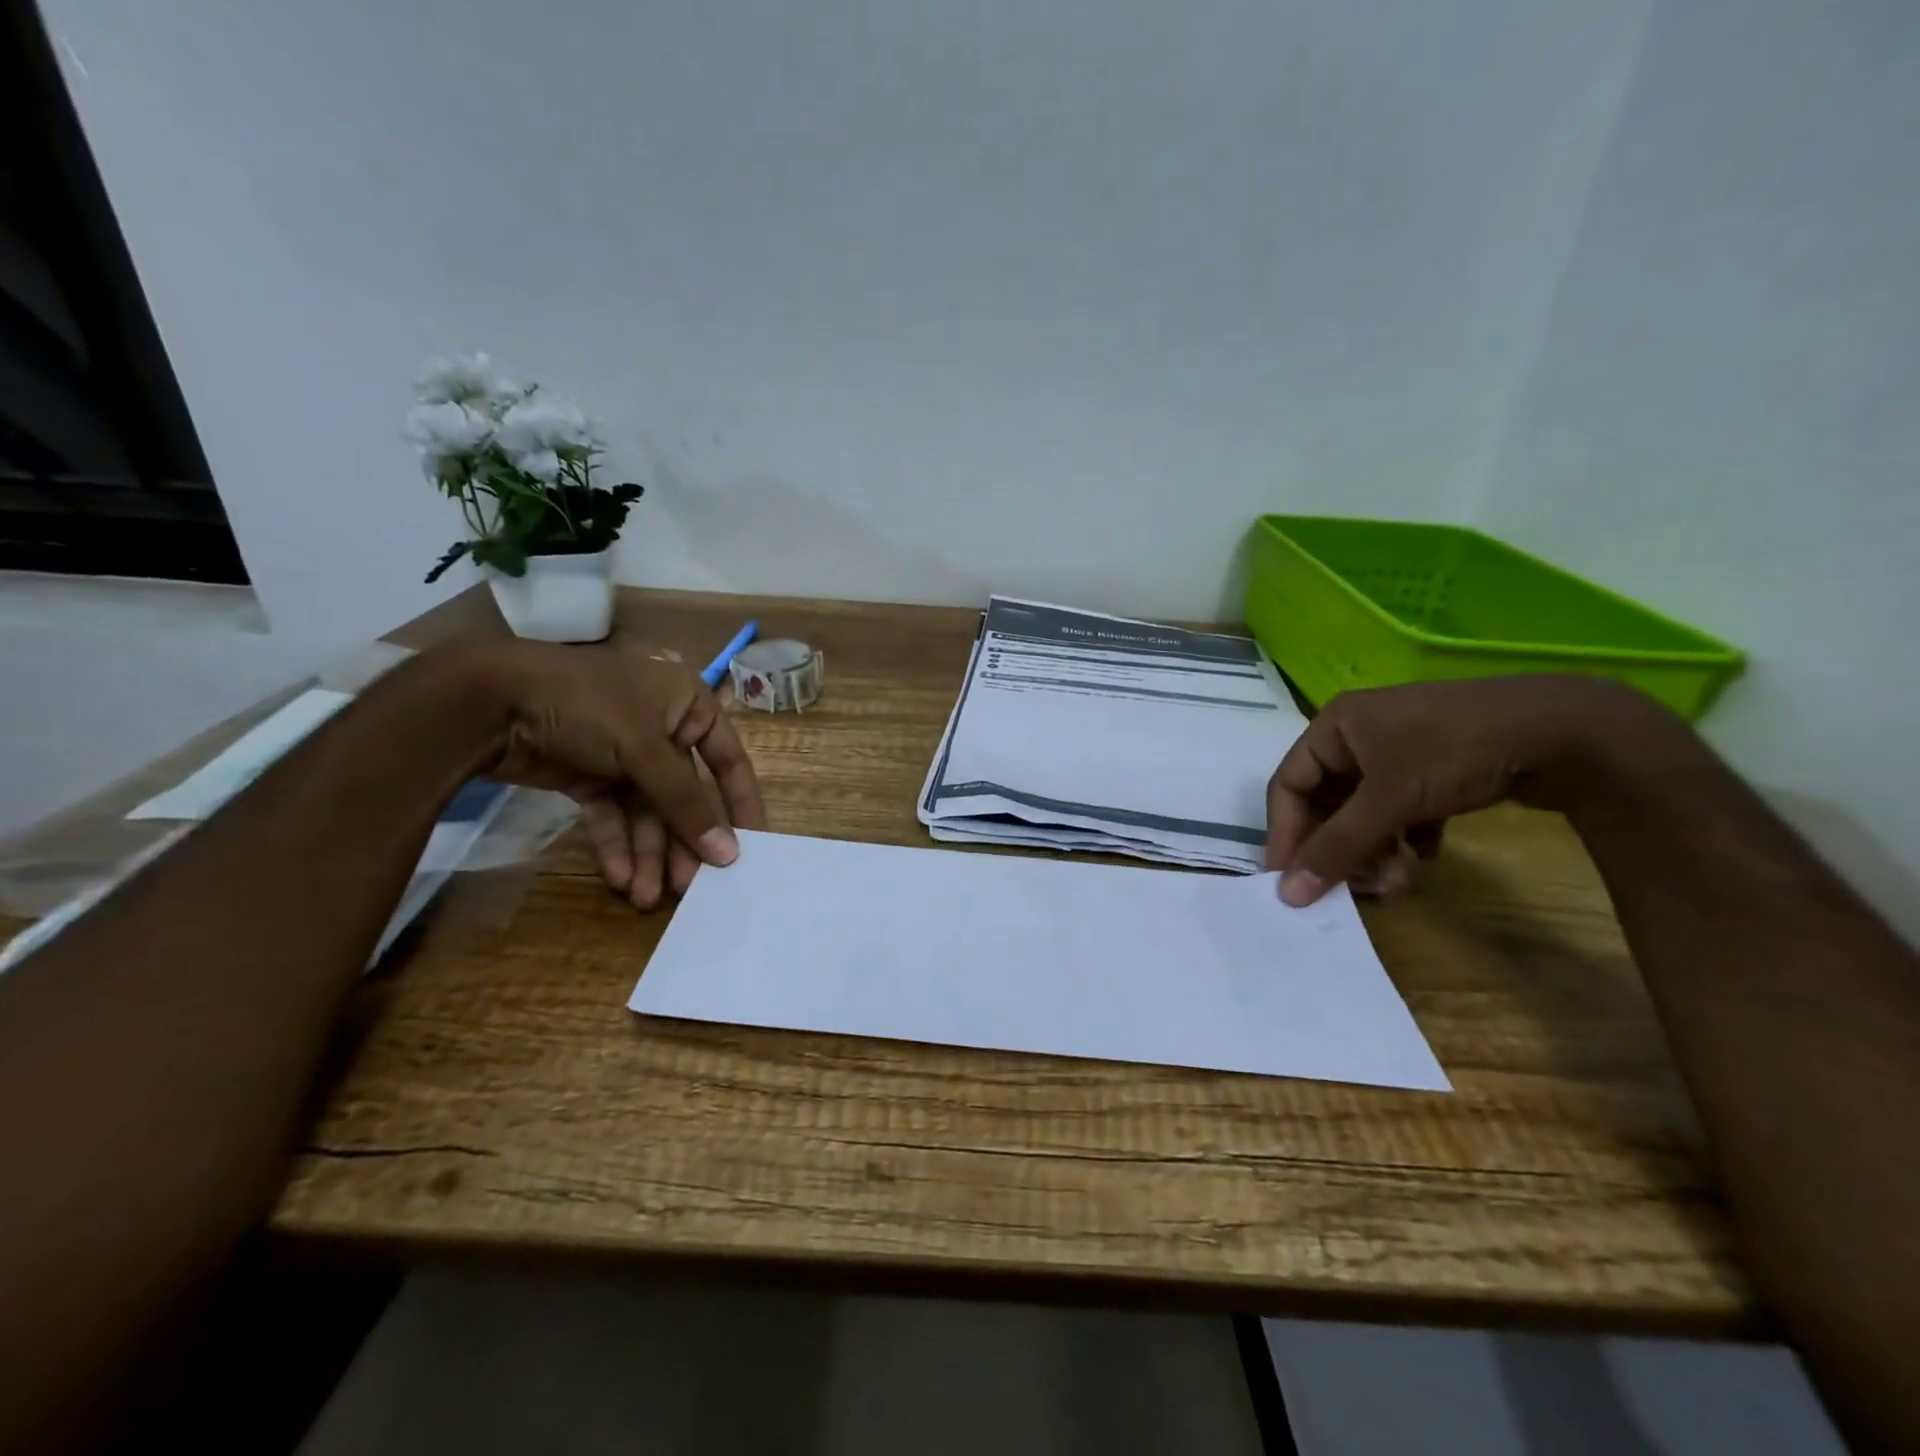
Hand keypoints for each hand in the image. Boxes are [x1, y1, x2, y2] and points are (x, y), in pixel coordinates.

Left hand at [475, 638, 767, 907]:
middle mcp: (662, 728)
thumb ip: (687, 803)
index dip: (740, 805)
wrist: (486, 699)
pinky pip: (612, 814)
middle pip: (684, 795)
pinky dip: (616, 845)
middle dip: (682, 842)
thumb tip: (729, 853)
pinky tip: (619, 878)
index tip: (751, 849)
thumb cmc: (587, 706)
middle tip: (689, 889)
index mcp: (689, 706)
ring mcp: (623, 753)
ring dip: (648, 853)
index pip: (729, 761)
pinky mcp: (588, 775)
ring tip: (646, 897)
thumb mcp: (645, 750)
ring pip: (647, 811)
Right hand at [1265, 675, 1669, 905]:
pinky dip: (1406, 836)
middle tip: (1361, 886)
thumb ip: (1337, 848)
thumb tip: (1287, 894)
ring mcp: (1400, 749)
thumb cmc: (1455, 752)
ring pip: (1366, 809)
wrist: (1568, 729)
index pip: (1289, 785)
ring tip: (1400, 880)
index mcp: (1335, 727)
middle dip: (1342, 847)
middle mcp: (1360, 735)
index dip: (1287, 835)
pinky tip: (1427, 855)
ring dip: (1376, 849)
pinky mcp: (1436, 766)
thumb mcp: (1389, 800)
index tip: (1291, 883)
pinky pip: (1400, 808)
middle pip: (1328, 801)